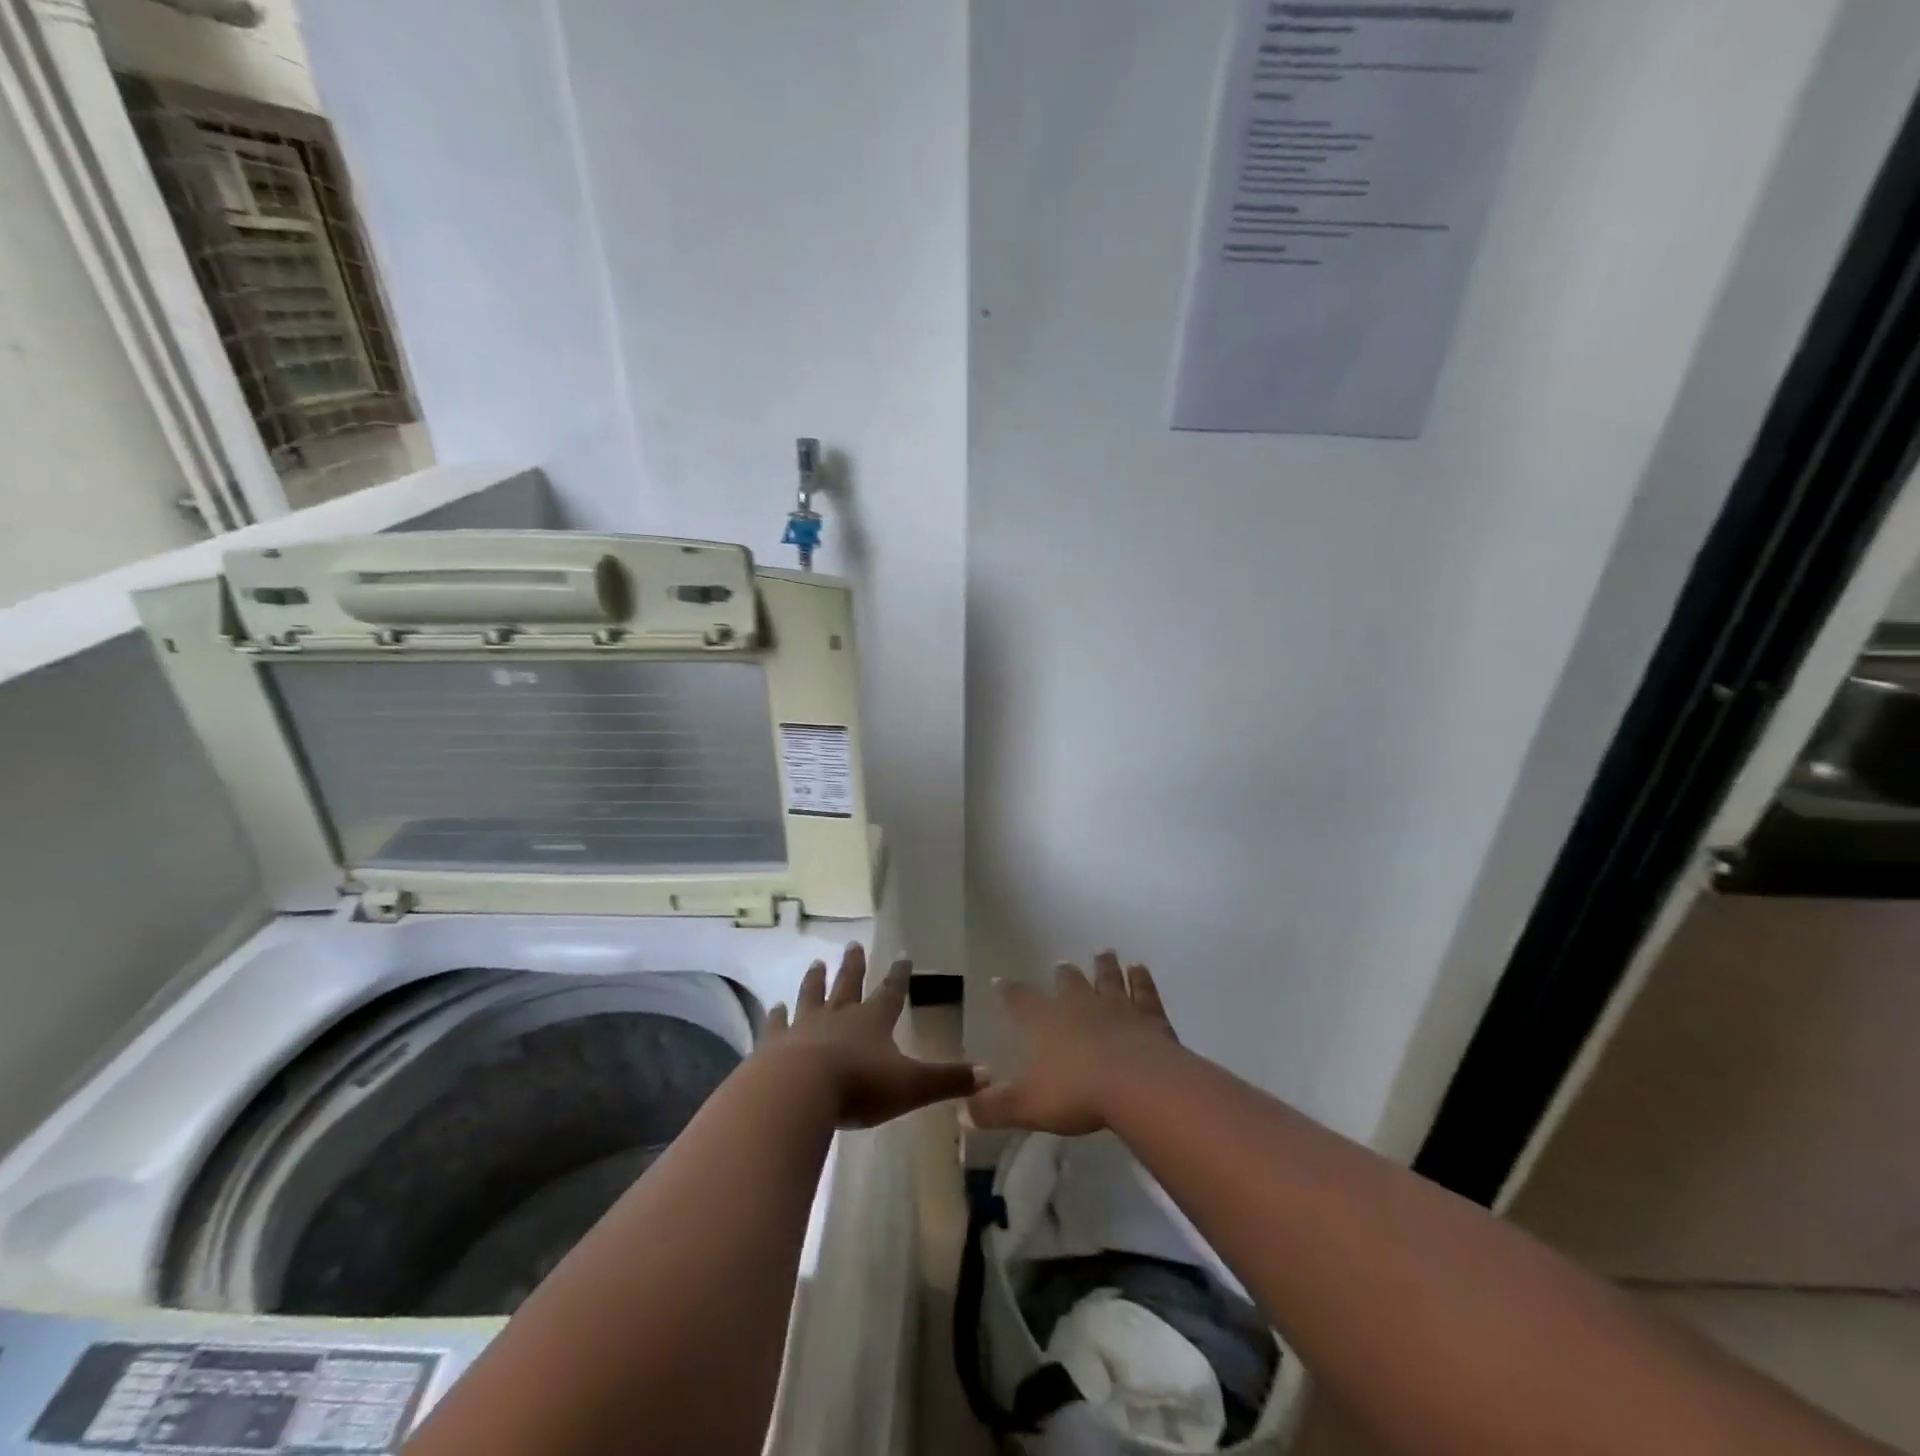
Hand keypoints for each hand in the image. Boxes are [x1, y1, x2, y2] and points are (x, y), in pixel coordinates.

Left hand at [763, 943, 980, 1127]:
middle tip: (853, 944)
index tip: (902, 956)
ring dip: (815, 980)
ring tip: (816, 962)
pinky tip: (772, 1007)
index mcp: (873, 1022)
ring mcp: (804, 1027)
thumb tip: (988, 1073)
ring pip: (812, 996)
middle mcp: (839, 1016)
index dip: (898, 976)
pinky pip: (776, 1025)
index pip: (890, 993)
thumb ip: (948, 1080)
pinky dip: (775, 1016)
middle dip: (854, 966)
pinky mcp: (775, 1045)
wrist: (799, 1092)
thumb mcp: (912, 1086)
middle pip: (848, 985)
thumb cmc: (859, 1086)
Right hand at [967, 951, 1183, 1136]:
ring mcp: (1117, 1008)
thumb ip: (994, 1108)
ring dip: (1104, 966)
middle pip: (1070, 983)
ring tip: (1104, 952)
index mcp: (1047, 1023)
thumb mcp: (1027, 1105)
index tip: (1000, 980)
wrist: (1137, 1085)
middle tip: (1063, 963)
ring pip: (1108, 979)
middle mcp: (1080, 1006)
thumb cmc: (1077, 1093)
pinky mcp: (1149, 1017)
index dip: (1009, 992)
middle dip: (1064, 975)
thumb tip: (963, 1112)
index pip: (1021, 1002)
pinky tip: (1140, 969)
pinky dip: (1141, 979)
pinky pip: (1143, 992)